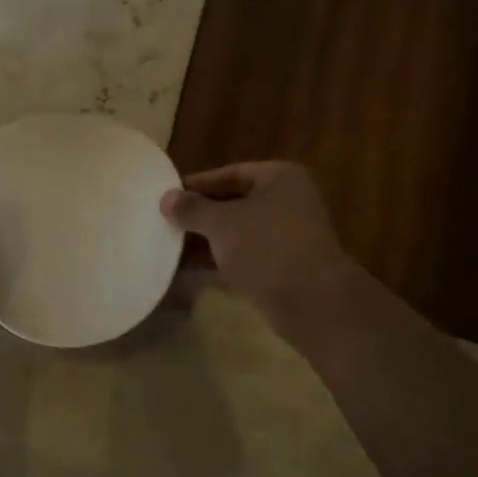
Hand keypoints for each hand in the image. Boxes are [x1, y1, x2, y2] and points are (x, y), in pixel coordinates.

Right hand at [161, 162, 356, 332]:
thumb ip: (192, 209)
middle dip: (199, 215)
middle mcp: (288, 201)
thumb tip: (166, 198)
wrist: (312, 302)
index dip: (196, 185)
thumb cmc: (266, 248)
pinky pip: (245, 255)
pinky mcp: (285, 266)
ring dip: (206, 240)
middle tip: (164, 222)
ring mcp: (289, 235)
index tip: (166, 197)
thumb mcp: (222, 224)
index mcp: (279, 178)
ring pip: (238, 231)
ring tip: (169, 246)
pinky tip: (189, 268)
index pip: (229, 174)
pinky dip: (219, 258)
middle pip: (234, 202)